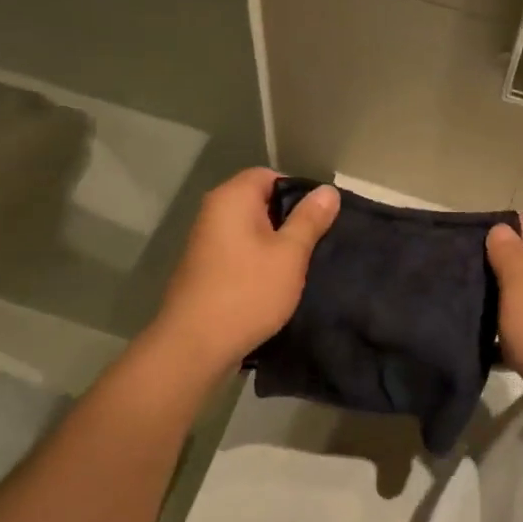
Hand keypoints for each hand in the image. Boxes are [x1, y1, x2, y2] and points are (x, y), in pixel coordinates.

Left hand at [156, 169, 339, 369]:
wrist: (195, 345)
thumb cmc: (248, 291)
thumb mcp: (290, 253)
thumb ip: (310, 219)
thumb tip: (327, 190)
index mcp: (232, 198)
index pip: (269, 176)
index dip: (298, 192)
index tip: (320, 219)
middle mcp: (213, 212)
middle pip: (259, 201)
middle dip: (289, 219)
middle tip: (316, 243)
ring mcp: (205, 241)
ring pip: (250, 229)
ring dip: (274, 244)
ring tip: (299, 266)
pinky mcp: (204, 268)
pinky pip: (238, 251)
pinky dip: (257, 261)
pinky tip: (274, 284)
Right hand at [485, 209, 522, 440]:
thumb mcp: (520, 289)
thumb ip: (508, 256)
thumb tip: (502, 229)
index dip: (521, 225)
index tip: (494, 249)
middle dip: (507, 264)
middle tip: (479, 280)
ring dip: (508, 299)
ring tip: (481, 312)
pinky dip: (517, 328)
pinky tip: (492, 345)